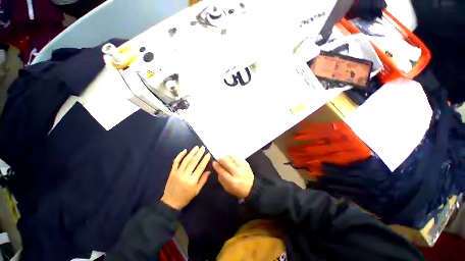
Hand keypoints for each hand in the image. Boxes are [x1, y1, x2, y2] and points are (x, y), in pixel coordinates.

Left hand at [161, 146, 210, 209]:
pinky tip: (184, 150)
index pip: (200, 168)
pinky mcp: (172, 172)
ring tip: (196, 147)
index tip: (208, 154)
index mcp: (192, 181)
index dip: (205, 160)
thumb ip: (203, 180)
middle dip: (199, 154)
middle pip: (193, 162)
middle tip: (203, 147)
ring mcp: (177, 173)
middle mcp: (185, 175)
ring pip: (185, 160)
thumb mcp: (197, 190)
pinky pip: (176, 162)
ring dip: (191, 152)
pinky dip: (180, 155)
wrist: (170, 202)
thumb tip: (209, 171)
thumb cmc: (186, 197)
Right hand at [213, 156, 253, 198]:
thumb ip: (221, 177)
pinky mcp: (246, 163)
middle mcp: (238, 173)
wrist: (251, 187)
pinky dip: (232, 156)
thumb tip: (217, 167)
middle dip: (221, 159)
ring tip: (224, 159)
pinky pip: (237, 156)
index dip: (217, 166)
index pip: (222, 171)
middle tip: (218, 160)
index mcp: (232, 181)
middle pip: (226, 162)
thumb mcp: (227, 187)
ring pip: (232, 157)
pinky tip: (230, 158)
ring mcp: (243, 166)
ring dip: (226, 157)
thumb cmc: (237, 189)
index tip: (214, 163)